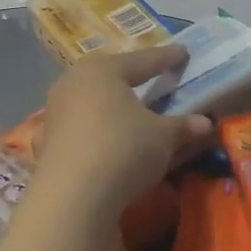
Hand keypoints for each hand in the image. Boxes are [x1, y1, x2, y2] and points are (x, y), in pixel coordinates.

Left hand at [30, 46, 212, 218]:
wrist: (71, 199)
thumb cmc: (123, 150)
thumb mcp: (162, 137)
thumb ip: (183, 126)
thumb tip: (205, 122)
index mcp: (103, 70)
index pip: (143, 60)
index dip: (166, 58)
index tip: (182, 52)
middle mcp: (73, 83)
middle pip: (109, 76)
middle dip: (130, 77)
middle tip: (150, 77)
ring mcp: (55, 113)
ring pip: (90, 101)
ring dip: (109, 105)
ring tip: (128, 111)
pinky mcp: (46, 143)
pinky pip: (79, 128)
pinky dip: (95, 131)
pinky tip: (105, 140)